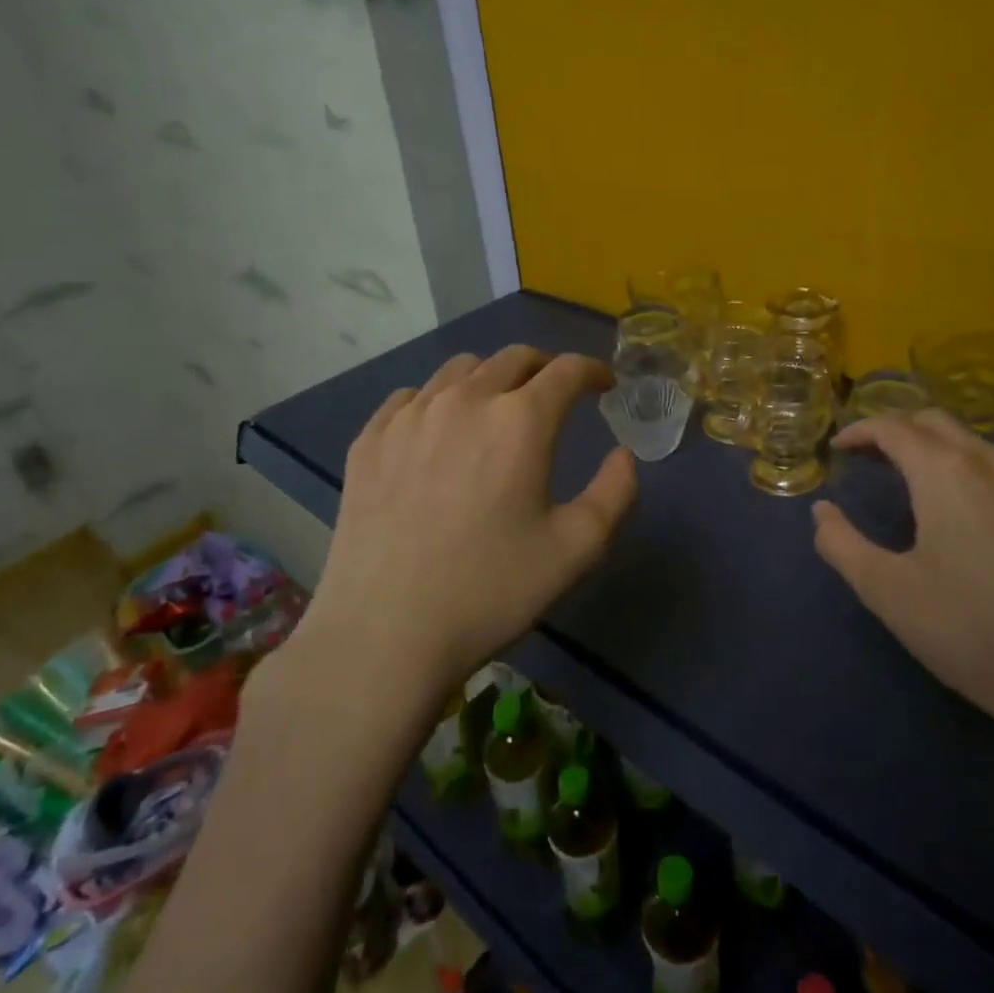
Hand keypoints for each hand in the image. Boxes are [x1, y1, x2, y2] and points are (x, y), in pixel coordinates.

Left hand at [293, 347, 637, 698]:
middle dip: (545, 368)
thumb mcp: (577, 549)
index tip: (603, 385)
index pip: (566, 369)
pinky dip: (437, 401)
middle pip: (514, 358)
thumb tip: (623, 455)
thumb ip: (615, 493)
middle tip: (555, 395)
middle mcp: (465, 400)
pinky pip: (410, 397)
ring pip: (460, 369)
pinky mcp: (370, 439)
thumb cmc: (490, 591)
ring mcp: (410, 416)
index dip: (592, 370)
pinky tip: (438, 433)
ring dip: (491, 378)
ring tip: (496, 408)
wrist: (384, 634)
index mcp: (520, 420)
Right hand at [812, 411, 993, 761]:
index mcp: (946, 473)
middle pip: (936, 422)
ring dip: (938, 448)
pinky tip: (973, 512)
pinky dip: (975, 472)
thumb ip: (840, 543)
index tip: (838, 449)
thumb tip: (822, 512)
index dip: (860, 431)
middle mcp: (992, 464)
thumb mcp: (884, 590)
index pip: (893, 427)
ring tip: (916, 481)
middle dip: (897, 429)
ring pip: (976, 444)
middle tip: (871, 457)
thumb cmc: (965, 630)